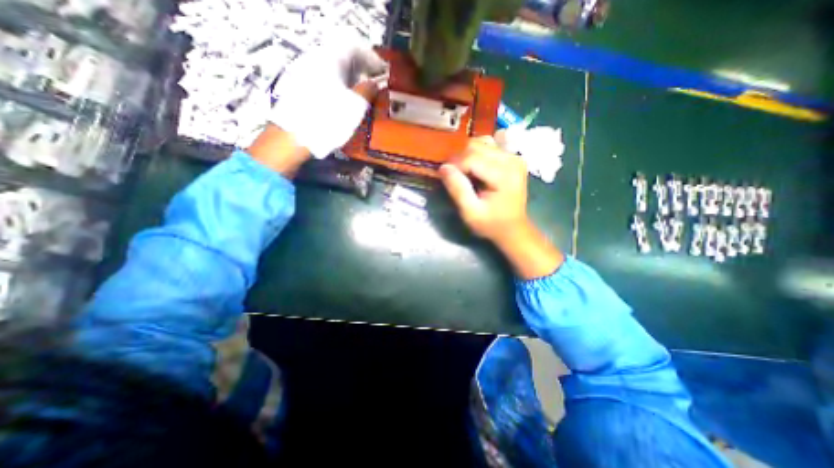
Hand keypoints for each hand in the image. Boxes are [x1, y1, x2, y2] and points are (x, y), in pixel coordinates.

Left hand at [268, 40, 388, 160]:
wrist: (295, 136)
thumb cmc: (329, 119)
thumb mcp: (356, 106)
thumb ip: (368, 90)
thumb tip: (375, 83)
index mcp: (330, 58)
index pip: (355, 48)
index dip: (371, 59)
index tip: (383, 72)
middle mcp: (316, 59)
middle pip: (343, 57)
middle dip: (361, 69)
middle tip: (373, 84)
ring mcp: (305, 72)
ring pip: (333, 69)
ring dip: (350, 79)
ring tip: (361, 95)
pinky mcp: (300, 87)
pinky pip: (325, 79)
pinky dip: (338, 86)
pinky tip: (343, 101)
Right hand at [438, 138, 562, 279]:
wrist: (513, 228)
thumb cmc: (491, 223)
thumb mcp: (470, 212)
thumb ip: (458, 189)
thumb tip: (443, 167)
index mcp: (503, 175)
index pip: (471, 158)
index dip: (454, 166)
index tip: (445, 178)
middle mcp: (511, 159)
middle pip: (476, 146)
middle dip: (459, 159)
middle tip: (453, 176)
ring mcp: (514, 156)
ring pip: (482, 143)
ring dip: (468, 155)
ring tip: (464, 172)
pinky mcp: (513, 157)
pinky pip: (490, 146)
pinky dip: (478, 153)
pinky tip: (475, 168)